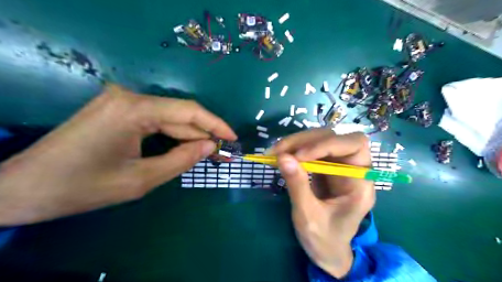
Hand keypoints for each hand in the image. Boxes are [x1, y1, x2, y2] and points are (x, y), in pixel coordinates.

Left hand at [0, 83, 237, 226]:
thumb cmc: (82, 187)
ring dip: (189, 136)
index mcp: (134, 110)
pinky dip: (172, 136)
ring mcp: (122, 101)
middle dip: (203, 134)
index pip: (188, 111)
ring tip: (209, 153)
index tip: (233, 137)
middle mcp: (129, 97)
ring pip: (168, 118)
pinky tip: (185, 147)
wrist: (23, 188)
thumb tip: (211, 146)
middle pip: (179, 114)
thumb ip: (181, 160)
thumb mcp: (141, 179)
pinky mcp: (117, 110)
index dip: (215, 124)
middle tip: (223, 152)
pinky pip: (155, 121)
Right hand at [271, 129, 371, 278]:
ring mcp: (338, 166)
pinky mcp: (326, 167)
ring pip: (321, 139)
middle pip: (335, 137)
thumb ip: (297, 185)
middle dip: (306, 140)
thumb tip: (282, 157)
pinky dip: (295, 149)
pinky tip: (281, 155)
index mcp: (361, 184)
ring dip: (297, 142)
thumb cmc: (323, 239)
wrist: (327, 251)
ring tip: (275, 152)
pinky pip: (311, 149)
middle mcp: (354, 169)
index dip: (326, 145)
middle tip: (278, 151)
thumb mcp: (308, 216)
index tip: (298, 156)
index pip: (353, 146)